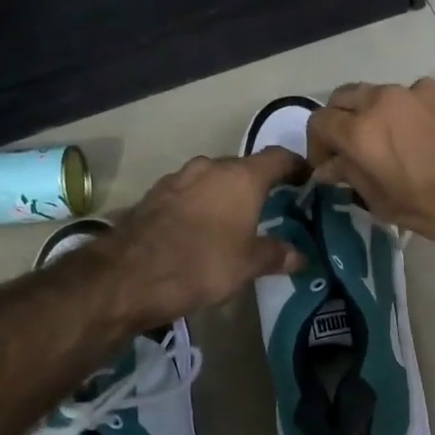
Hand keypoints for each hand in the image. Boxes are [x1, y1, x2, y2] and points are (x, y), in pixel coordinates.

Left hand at [105, 149, 308, 323]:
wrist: (128, 275)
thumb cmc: (200, 265)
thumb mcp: (246, 266)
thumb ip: (275, 255)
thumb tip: (300, 256)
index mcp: (241, 177)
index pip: (278, 158)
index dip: (296, 166)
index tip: (306, 179)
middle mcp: (210, 167)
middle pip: (243, 167)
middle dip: (258, 184)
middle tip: (272, 206)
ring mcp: (178, 178)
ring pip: (212, 179)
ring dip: (226, 194)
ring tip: (234, 220)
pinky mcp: (154, 194)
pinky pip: (188, 193)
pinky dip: (200, 204)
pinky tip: (200, 228)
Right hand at [307, 78, 434, 246]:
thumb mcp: (387, 205)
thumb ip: (352, 178)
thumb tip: (329, 167)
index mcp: (362, 131)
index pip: (319, 121)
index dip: (317, 144)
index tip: (329, 164)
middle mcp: (386, 99)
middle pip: (346, 96)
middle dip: (343, 120)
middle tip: (356, 148)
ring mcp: (423, 89)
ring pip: (388, 95)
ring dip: (385, 116)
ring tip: (407, 145)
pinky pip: (426, 97)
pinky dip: (422, 114)